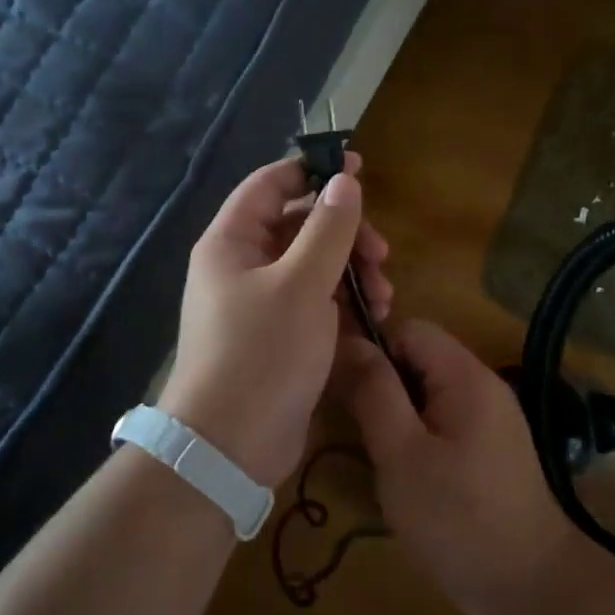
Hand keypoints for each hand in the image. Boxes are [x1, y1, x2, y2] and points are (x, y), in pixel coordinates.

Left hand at [159, 155, 392, 489]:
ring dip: (352, 272)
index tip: (361, 168)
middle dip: (346, 234)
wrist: (231, 446)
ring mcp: (261, 303)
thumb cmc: (262, 352)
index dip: (314, 171)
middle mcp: (243, 266)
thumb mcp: (303, 284)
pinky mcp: (280, 336)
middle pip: (300, 226)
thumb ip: (328, 228)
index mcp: (233, 242)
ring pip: (314, 266)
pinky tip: (374, 320)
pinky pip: (316, 302)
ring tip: (384, 296)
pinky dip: (344, 304)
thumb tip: (345, 181)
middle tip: (381, 254)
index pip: (271, 184)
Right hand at [329, 320, 582, 614]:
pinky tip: (410, 475)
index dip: (374, 351)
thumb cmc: (458, 519)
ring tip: (382, 457)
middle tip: (360, 432)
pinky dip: (421, 436)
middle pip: (420, 358)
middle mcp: (484, 384)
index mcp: (465, 375)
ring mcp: (493, 417)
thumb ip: (374, 392)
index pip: (409, 328)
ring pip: (430, 391)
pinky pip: (446, 419)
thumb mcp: (401, 454)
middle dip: (384, 386)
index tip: (349, 394)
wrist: (532, 587)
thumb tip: (349, 341)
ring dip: (400, 414)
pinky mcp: (494, 447)